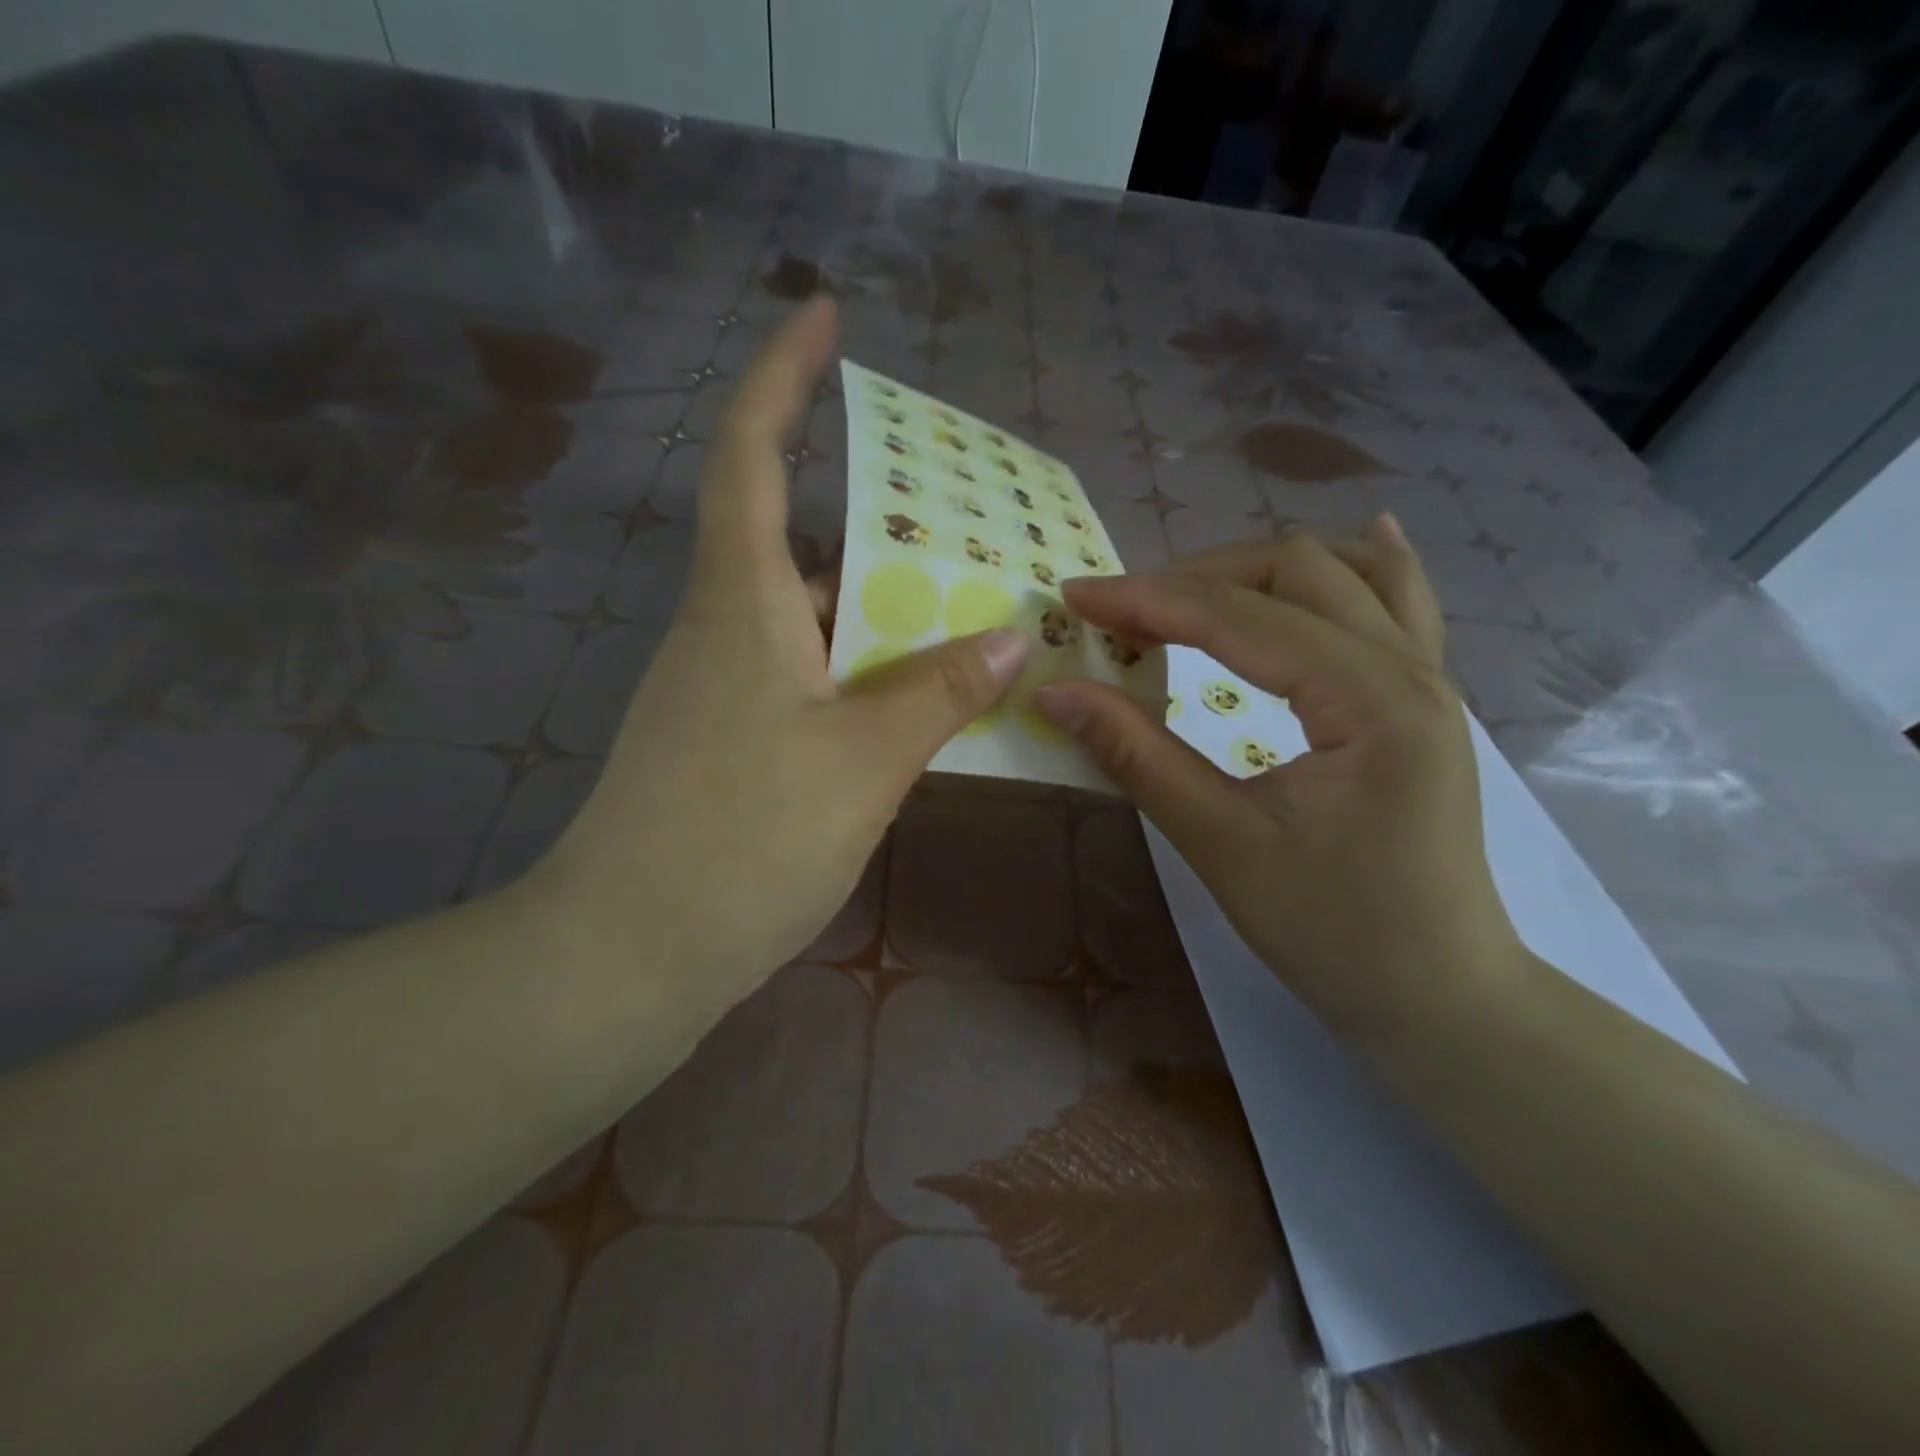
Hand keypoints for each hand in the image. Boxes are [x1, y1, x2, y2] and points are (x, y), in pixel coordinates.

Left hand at [533, 299, 1027, 1013]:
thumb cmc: (741, 840)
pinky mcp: (733, 739)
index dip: (785, 375)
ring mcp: (724, 687)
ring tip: (965, 608)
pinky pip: (809, 674)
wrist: (629, 952)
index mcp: (741, 602)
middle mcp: (725, 628)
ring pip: (811, 616)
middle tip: (959, 514)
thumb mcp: (862, 762)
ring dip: (879, 605)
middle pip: (798, 536)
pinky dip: (863, 669)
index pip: (752, 453)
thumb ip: (938, 694)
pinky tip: (918, 697)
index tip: (826, 316)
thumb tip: (1013, 640)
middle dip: (872, 512)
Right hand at [1035, 520, 1524, 1044]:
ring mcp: (1429, 677)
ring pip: (1346, 573)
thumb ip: (1139, 756)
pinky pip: (1401, 604)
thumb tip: (1058, 693)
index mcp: (1370, 699)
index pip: (1238, 617)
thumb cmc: (1333, 933)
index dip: (1147, 600)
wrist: (1439, 997)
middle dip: (1195, 578)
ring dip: (1258, 571)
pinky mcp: (1424, 699)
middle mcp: (1411, 666)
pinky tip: (1361, 539)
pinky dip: (1362, 567)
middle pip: (1295, 570)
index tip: (1075, 596)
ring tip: (1190, 594)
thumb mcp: (1222, 844)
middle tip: (1121, 614)